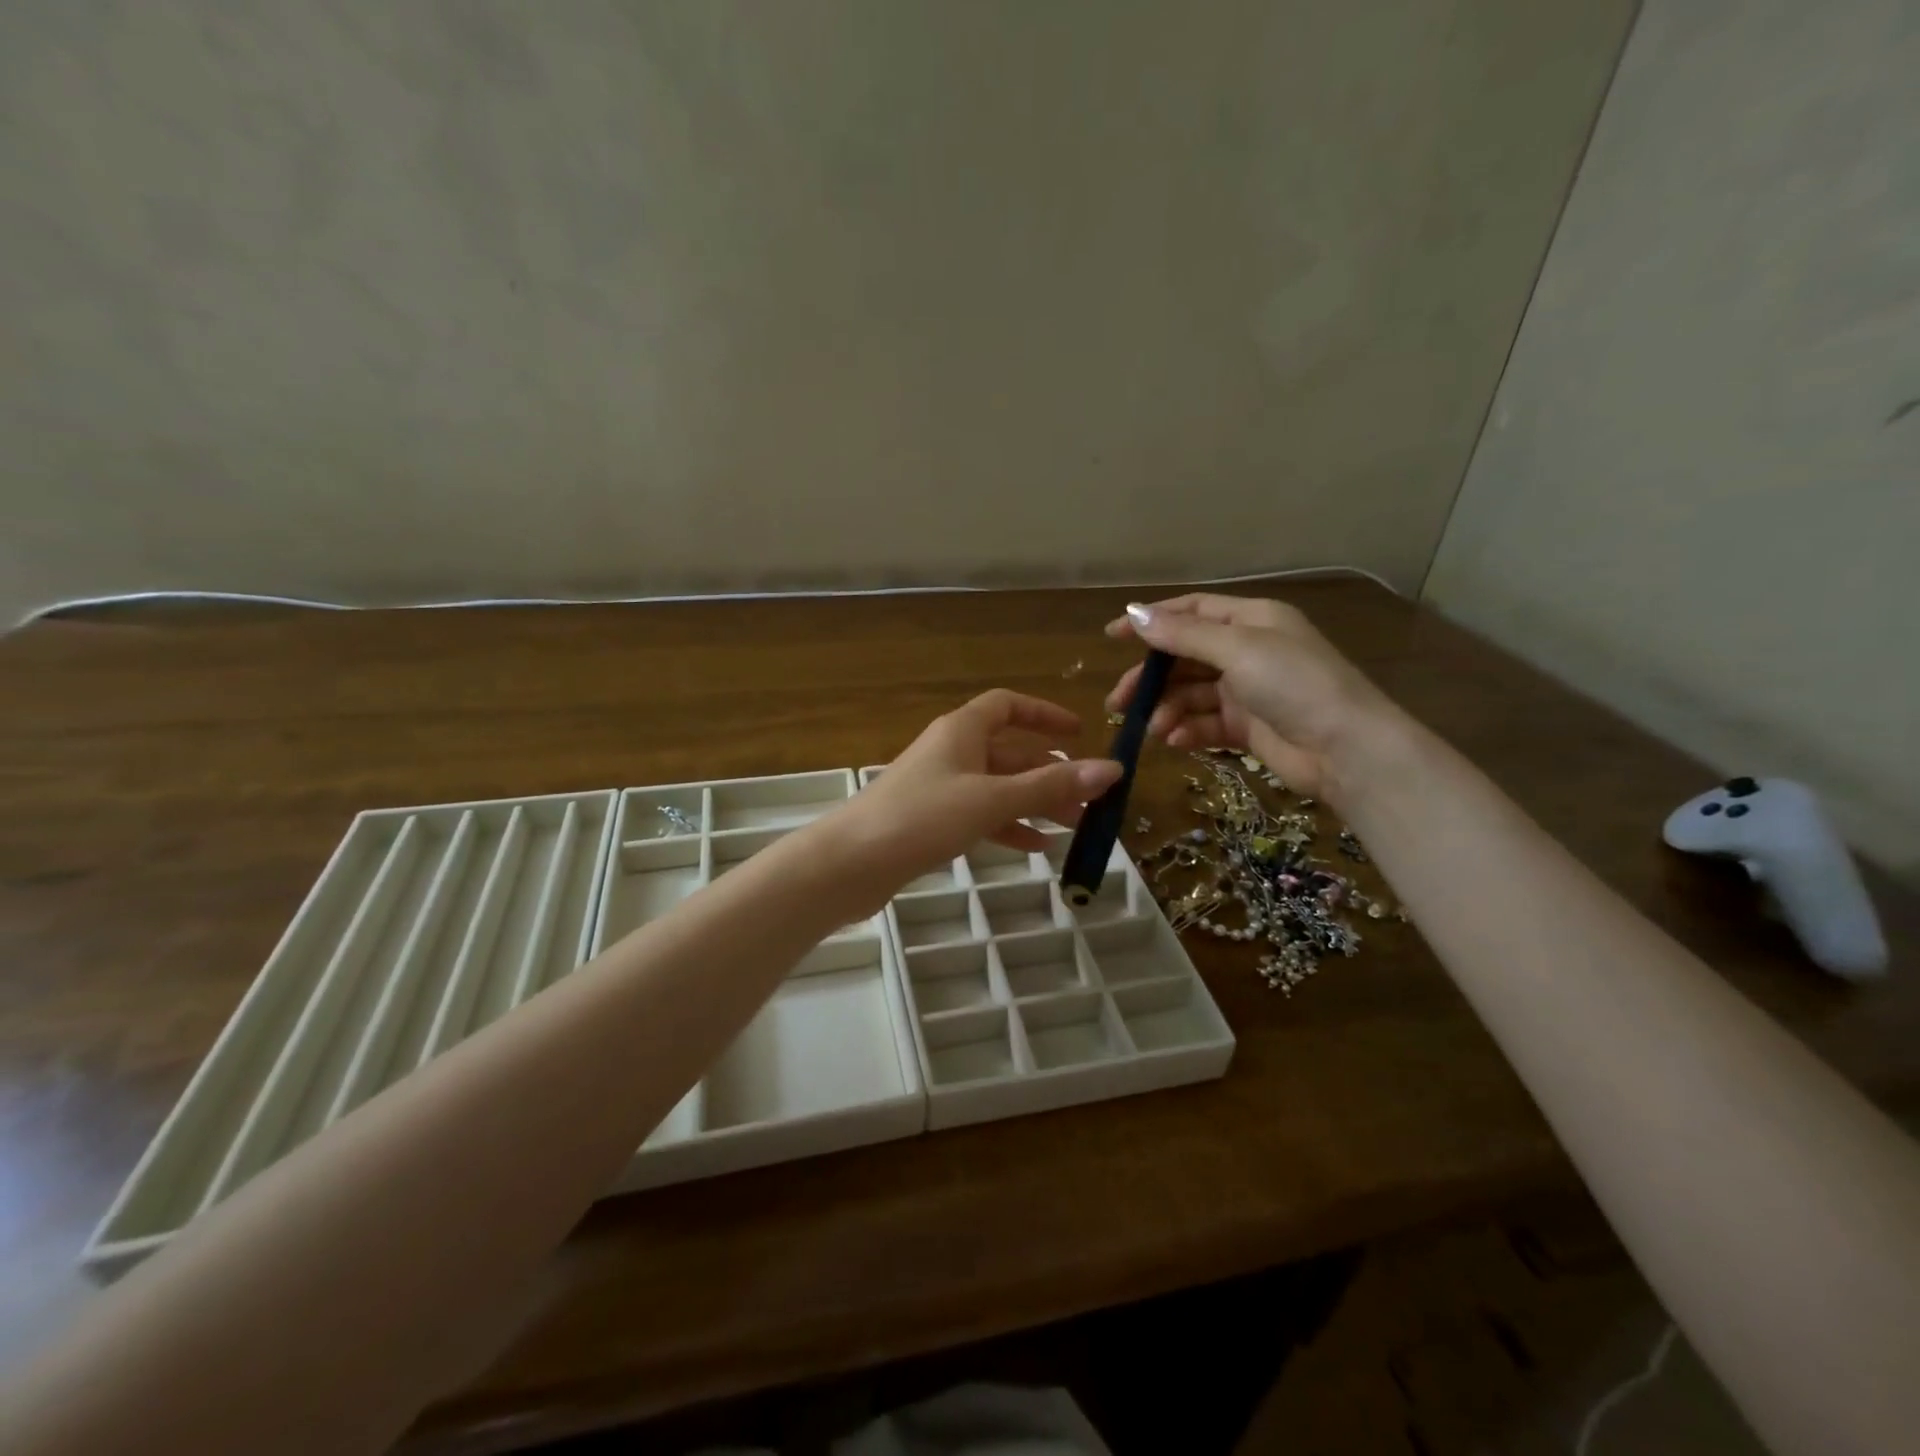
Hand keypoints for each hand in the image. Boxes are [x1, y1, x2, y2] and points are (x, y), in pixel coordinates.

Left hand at [840, 690, 1121, 893]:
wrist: (851, 862)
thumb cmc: (922, 817)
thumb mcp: (992, 799)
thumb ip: (1050, 785)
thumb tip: (1111, 769)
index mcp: (962, 730)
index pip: (1008, 705)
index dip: (1045, 715)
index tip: (1079, 734)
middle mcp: (951, 751)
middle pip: (1010, 752)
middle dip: (1051, 773)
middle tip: (1091, 801)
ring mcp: (939, 786)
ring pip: (998, 787)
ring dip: (1035, 803)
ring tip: (1074, 828)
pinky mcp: (930, 819)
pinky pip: (980, 814)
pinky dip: (1008, 826)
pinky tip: (1035, 848)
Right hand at [1105, 594, 1403, 803]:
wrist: (1347, 750)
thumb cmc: (1294, 684)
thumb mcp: (1237, 650)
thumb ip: (1183, 634)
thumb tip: (1134, 614)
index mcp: (1251, 621)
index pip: (1191, 611)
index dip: (1151, 621)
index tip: (1112, 637)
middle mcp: (1247, 651)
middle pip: (1184, 658)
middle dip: (1151, 679)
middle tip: (1119, 702)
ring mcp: (1247, 691)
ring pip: (1190, 694)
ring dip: (1167, 709)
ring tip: (1154, 729)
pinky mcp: (1247, 728)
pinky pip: (1205, 724)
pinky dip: (1187, 731)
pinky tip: (1175, 741)